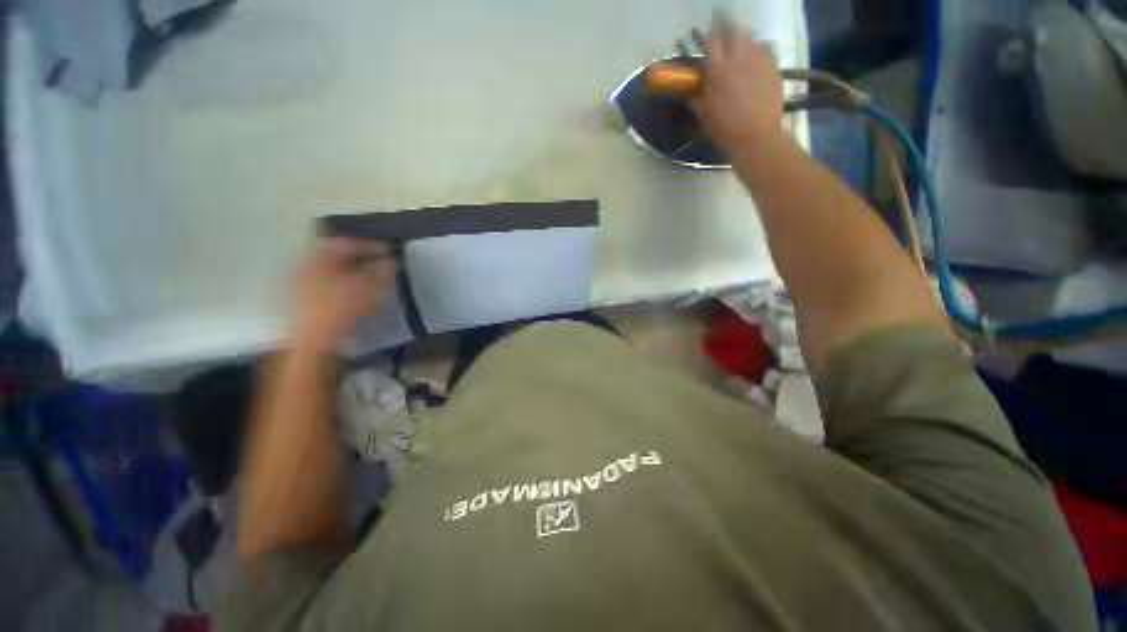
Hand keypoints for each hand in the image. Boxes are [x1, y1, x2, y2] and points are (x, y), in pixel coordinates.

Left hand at [292, 238, 396, 351]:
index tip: (390, 252)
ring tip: (376, 284)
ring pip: (335, 275)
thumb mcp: (366, 288)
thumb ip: (381, 273)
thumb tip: (392, 263)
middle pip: (338, 259)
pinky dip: (347, 290)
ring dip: (357, 277)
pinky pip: (330, 290)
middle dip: (364, 263)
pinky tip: (360, 300)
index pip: (347, 243)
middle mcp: (304, 267)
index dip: (372, 247)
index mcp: (316, 257)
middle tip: (384, 268)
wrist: (309, 344)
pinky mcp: (302, 305)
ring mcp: (300, 287)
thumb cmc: (337, 309)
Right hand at [691, 22, 784, 156]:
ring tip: (740, 56)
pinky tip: (755, 66)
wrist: (757, 139)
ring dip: (744, 43)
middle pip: (734, 31)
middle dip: (727, 36)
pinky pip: (766, 51)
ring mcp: (760, 61)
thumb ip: (697, 99)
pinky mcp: (774, 68)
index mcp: (719, 69)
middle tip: (723, 48)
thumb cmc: (725, 130)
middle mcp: (740, 57)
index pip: (711, 40)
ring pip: (752, 39)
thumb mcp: (705, 116)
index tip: (705, 48)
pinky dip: (759, 53)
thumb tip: (691, 93)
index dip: (707, 41)